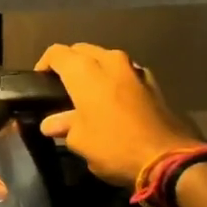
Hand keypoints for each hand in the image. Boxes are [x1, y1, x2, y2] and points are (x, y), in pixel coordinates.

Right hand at [35, 43, 200, 187]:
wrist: (167, 157)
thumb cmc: (114, 146)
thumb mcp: (80, 141)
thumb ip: (64, 125)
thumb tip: (52, 123)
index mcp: (85, 71)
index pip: (57, 53)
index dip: (44, 64)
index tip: (39, 82)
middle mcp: (110, 61)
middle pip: (82, 50)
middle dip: (70, 63)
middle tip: (61, 86)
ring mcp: (134, 69)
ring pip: (106, 58)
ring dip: (94, 69)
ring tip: (86, 92)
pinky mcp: (152, 82)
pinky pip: (125, 72)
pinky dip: (114, 79)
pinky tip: (112, 99)